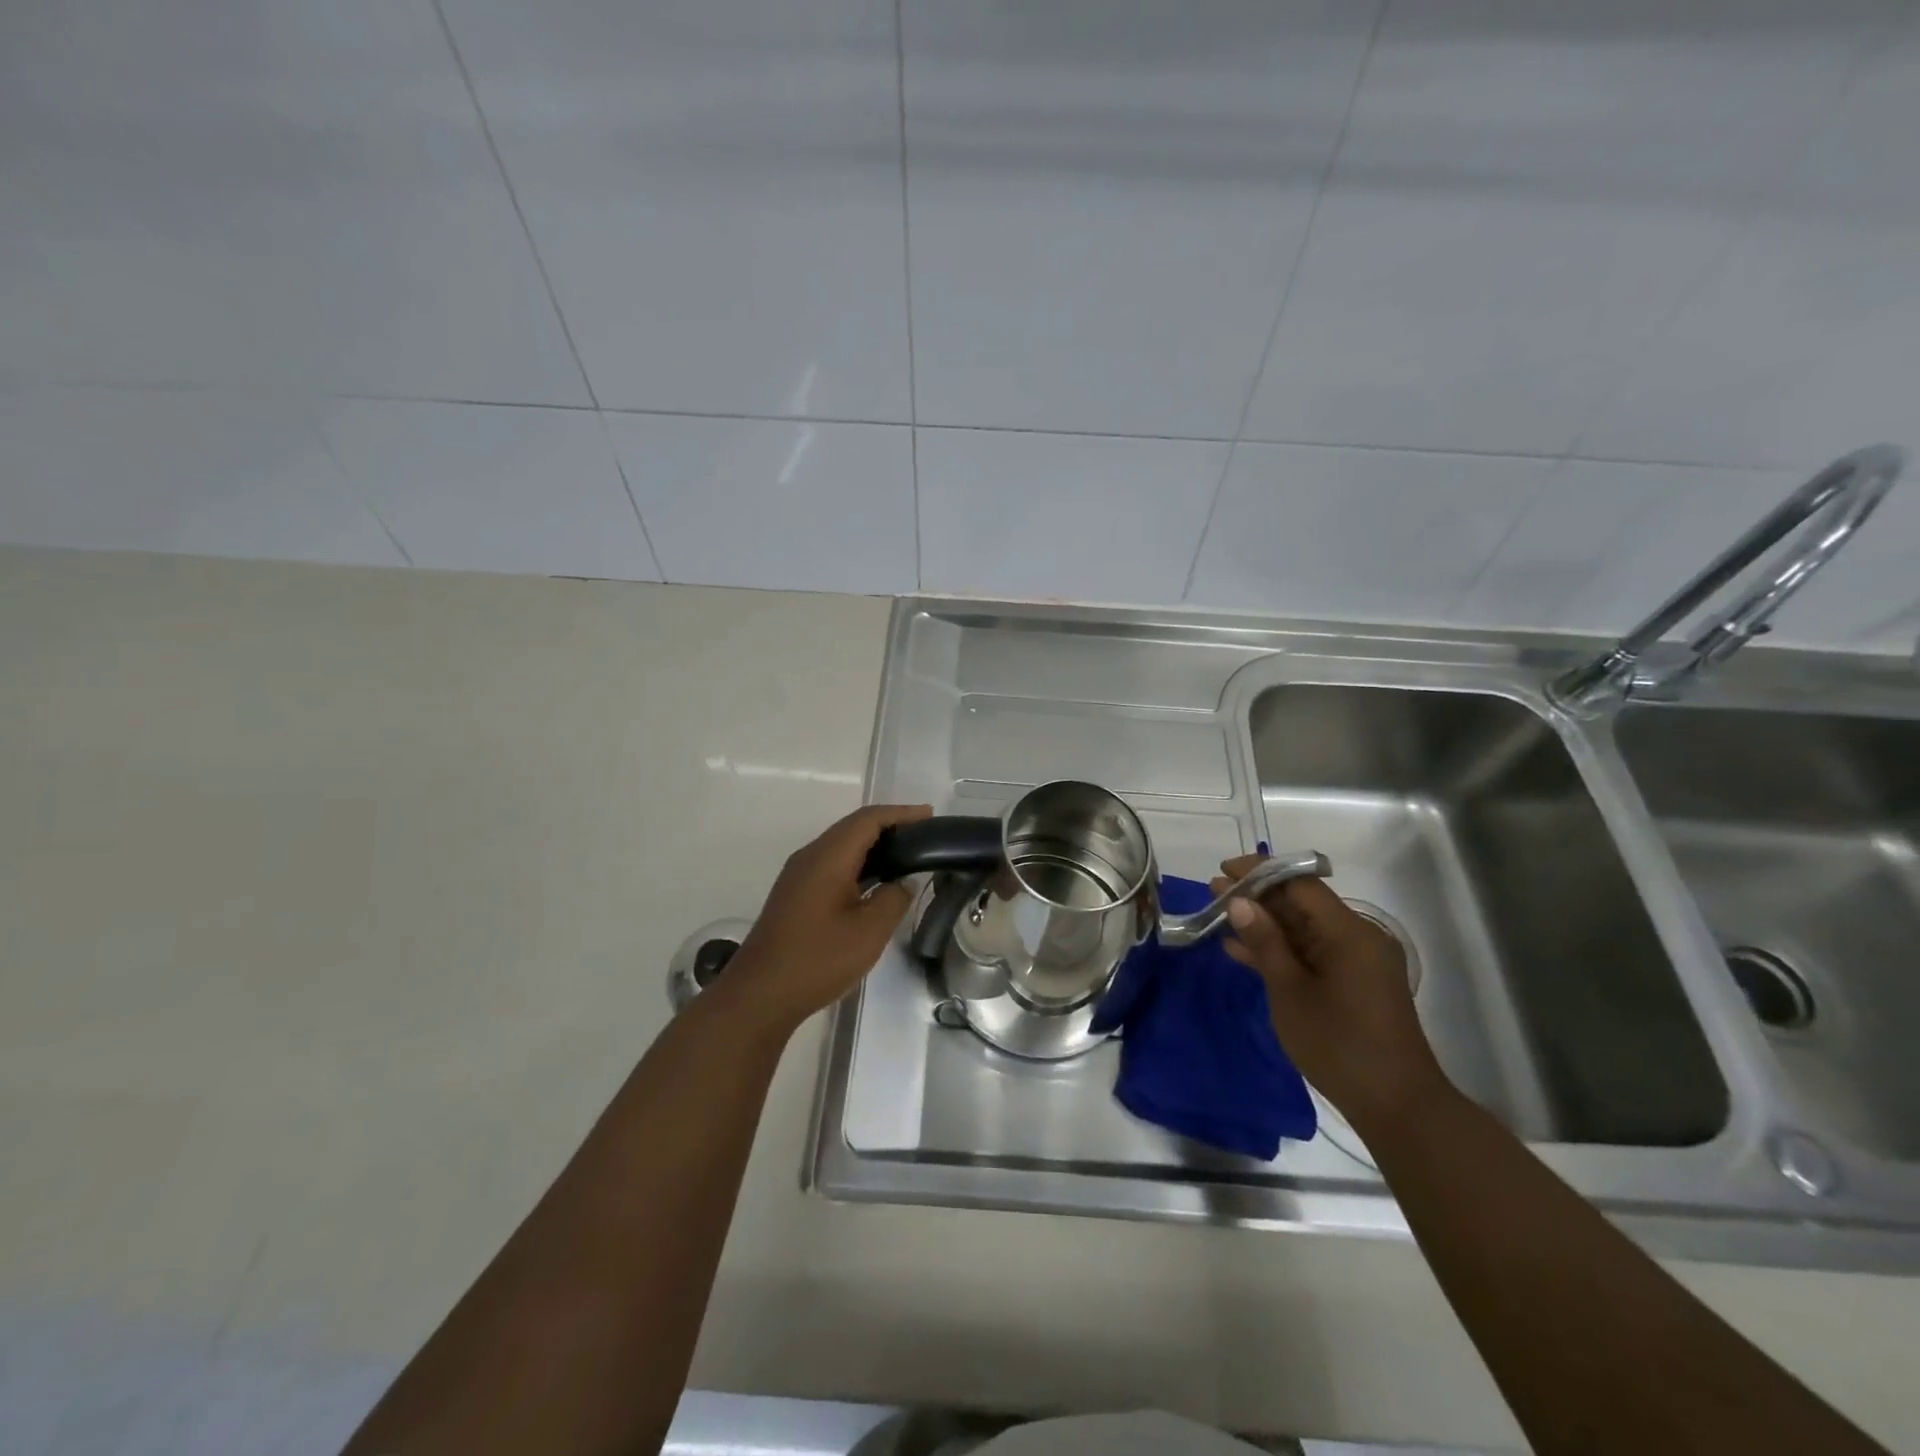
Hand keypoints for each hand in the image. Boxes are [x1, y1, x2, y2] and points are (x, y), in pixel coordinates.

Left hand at [722, 803, 931, 1035]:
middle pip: (853, 827)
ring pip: (841, 845)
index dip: (901, 813)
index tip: (929, 816)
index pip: (868, 819)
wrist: (759, 994)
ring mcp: (798, 875)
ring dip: (873, 844)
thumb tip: (903, 883)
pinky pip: (832, 863)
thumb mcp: (869, 932)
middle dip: (889, 825)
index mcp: (827, 857)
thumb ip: (893, 899)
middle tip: (923, 835)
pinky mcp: (795, 894)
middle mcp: (810, 857)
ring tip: (906, 854)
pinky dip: (858, 862)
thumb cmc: (817, 960)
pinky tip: (875, 881)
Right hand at [1214, 854, 1449, 1134]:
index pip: (1300, 884)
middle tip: (1213, 892)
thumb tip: (1238, 902)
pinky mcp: (1354, 982)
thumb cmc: (1339, 1044)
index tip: (1223, 870)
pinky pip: (1313, 952)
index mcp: (1348, 932)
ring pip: (1304, 928)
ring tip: (1220, 916)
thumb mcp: (1290, 991)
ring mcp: (1358, 960)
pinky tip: (1243, 951)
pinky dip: (1282, 949)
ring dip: (1266, 923)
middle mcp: (1358, 937)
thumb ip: (1264, 942)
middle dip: (1257, 897)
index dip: (1259, 872)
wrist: (1397, 1106)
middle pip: (1302, 903)